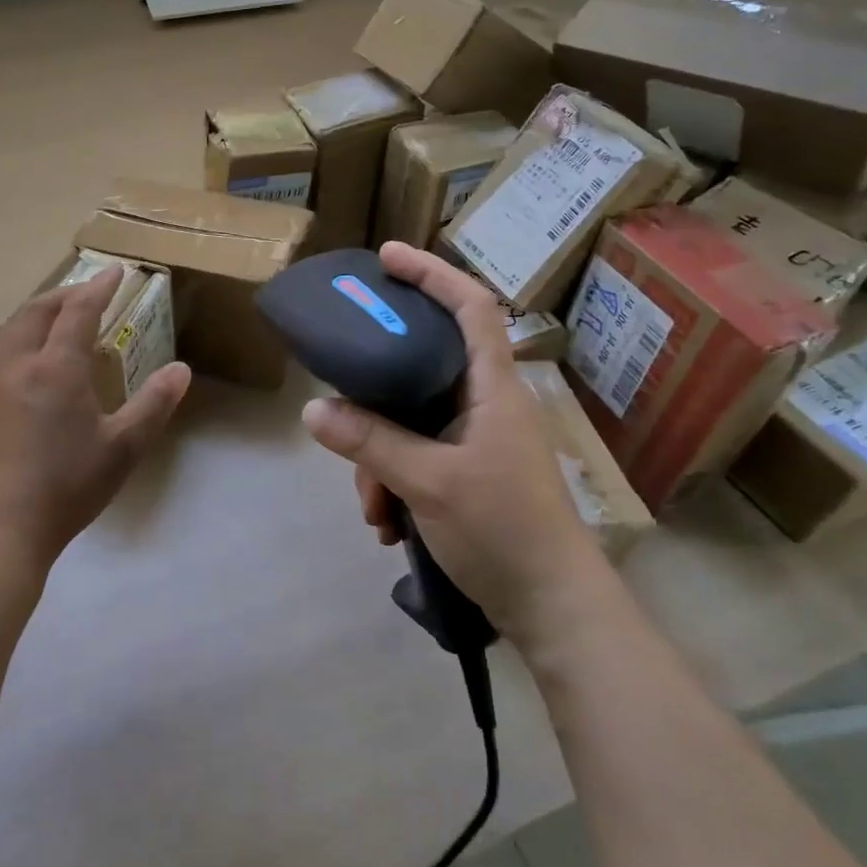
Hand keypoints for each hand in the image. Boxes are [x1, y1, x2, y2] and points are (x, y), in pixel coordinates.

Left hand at [0, 266, 191, 568]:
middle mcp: (18, 368)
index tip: (115, 271)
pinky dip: (20, 343)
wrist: (1, 527)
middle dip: (61, 294)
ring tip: (54, 321)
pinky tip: (32, 370)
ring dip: (34, 316)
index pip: (78, 312)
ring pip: (9, 333)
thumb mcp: (123, 448)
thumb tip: (181, 370)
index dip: (98, 287)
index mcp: (56, 370)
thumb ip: (154, 405)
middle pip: (34, 313)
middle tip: (85, 292)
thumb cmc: (68, 485)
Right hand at [300, 242, 602, 634]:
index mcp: (492, 388)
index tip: (387, 257)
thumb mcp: (429, 482)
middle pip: (422, 367)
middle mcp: (486, 404)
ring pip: (410, 422)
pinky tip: (387, 525)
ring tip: (372, 508)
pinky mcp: (469, 474)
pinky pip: (416, 457)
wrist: (554, 609)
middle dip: (376, 395)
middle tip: (341, 398)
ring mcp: (477, 441)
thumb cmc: (504, 530)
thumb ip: (370, 442)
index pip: (470, 307)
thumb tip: (312, 410)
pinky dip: (394, 482)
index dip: (432, 273)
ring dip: (379, 458)